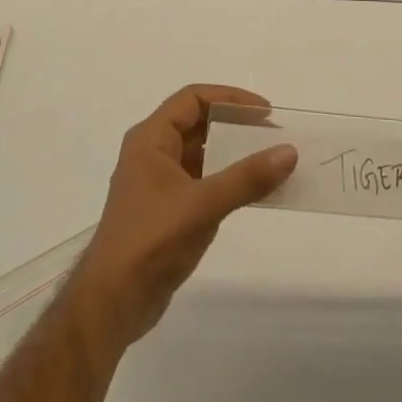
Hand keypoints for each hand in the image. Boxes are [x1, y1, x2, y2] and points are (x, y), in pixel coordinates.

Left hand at [71, 85, 296, 350]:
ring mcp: (158, 183)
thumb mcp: (203, 205)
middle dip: (235, 125)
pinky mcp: (166, 209)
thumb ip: (247, 178)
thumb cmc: (151, 241)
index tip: (264, 112)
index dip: (230, 98)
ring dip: (233, 154)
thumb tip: (289, 152)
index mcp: (151, 139)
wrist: (112, 302)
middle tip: (271, 135)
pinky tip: (252, 192)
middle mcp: (152, 153)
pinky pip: (202, 180)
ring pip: (201, 153)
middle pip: (198, 123)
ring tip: (269, 161)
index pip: (193, 98)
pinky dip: (226, 180)